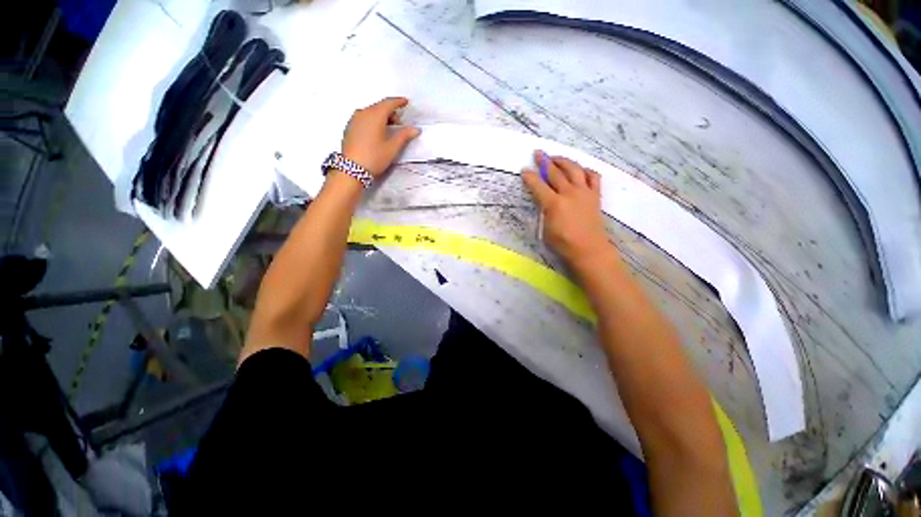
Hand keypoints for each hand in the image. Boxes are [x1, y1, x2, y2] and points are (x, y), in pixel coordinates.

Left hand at [342, 97, 420, 177]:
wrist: (352, 169)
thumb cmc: (374, 157)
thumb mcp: (392, 148)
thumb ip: (404, 136)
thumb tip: (415, 129)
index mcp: (375, 115)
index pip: (389, 103)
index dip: (398, 102)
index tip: (406, 102)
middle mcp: (363, 113)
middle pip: (379, 107)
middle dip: (390, 111)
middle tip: (400, 121)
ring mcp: (354, 119)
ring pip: (371, 112)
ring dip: (381, 116)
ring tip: (389, 128)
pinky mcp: (350, 127)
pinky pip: (364, 118)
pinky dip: (373, 121)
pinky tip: (377, 131)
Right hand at [522, 151, 612, 266]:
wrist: (589, 249)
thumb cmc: (564, 243)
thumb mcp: (546, 229)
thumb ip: (544, 212)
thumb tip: (544, 201)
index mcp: (554, 203)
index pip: (538, 186)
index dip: (530, 177)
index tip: (524, 169)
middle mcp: (569, 193)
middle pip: (555, 173)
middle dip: (545, 161)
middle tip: (538, 153)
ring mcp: (584, 192)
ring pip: (574, 169)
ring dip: (564, 161)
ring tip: (556, 157)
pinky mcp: (595, 195)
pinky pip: (593, 177)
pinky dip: (586, 170)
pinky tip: (580, 170)